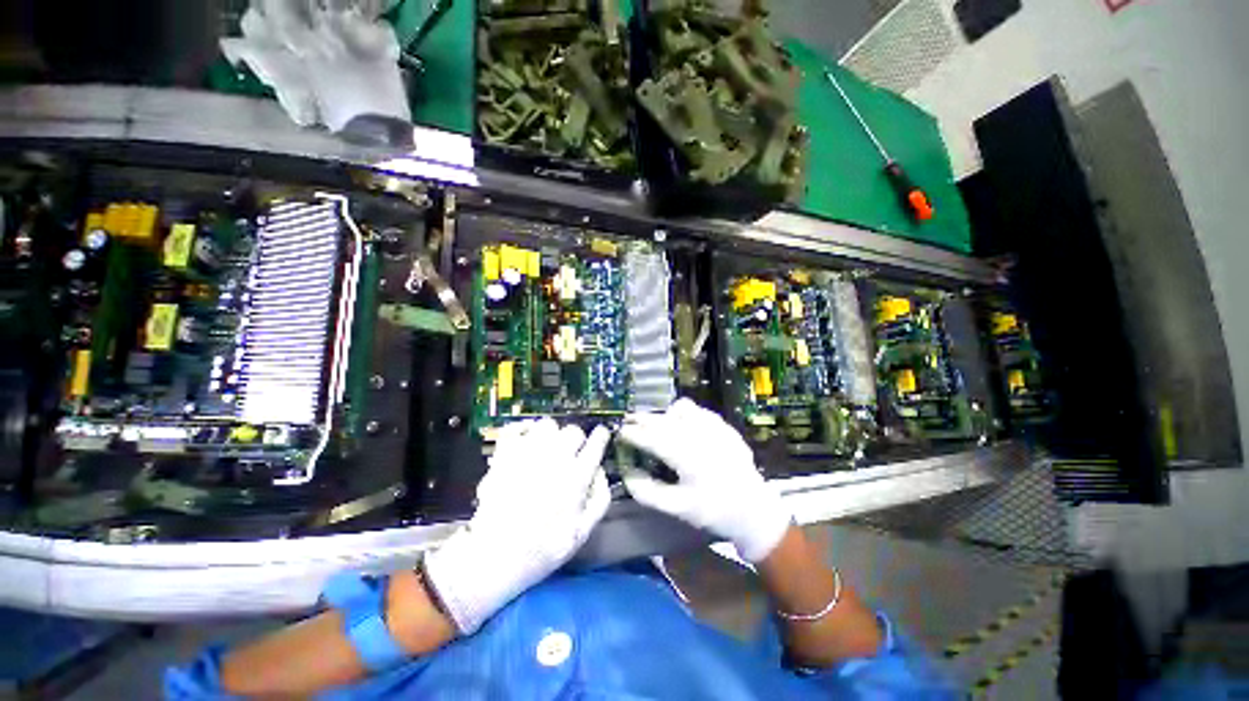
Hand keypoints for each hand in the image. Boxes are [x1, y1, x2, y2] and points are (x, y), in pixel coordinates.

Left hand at [422, 419, 610, 633]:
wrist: (496, 556)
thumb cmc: (544, 547)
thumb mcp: (583, 531)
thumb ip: (600, 497)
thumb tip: (600, 470)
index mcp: (576, 476)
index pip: (596, 443)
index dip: (601, 436)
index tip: (601, 436)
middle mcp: (555, 458)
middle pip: (573, 431)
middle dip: (577, 439)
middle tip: (572, 451)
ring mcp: (527, 453)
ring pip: (547, 424)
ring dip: (551, 433)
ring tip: (548, 446)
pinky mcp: (504, 455)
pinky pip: (515, 428)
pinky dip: (522, 429)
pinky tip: (525, 440)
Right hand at [619, 398, 791, 562]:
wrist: (753, 508)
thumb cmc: (713, 510)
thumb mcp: (677, 508)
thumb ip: (647, 491)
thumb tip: (628, 472)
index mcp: (686, 456)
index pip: (652, 438)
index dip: (633, 434)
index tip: (620, 433)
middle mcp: (699, 435)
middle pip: (663, 420)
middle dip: (642, 419)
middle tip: (629, 421)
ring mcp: (713, 427)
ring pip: (681, 408)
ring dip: (664, 414)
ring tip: (657, 425)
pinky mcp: (723, 425)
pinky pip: (698, 410)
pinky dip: (684, 414)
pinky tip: (682, 426)